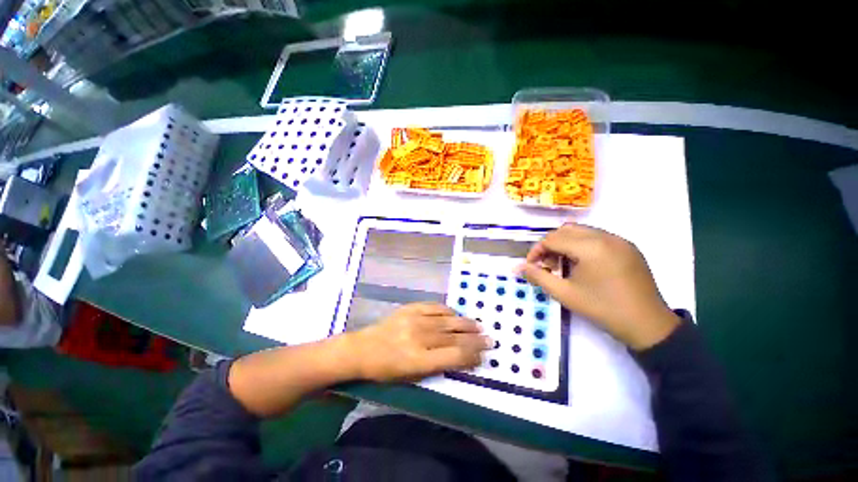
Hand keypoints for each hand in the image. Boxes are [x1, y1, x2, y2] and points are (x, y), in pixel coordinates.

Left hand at [347, 303, 491, 381]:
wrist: (362, 349)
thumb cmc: (386, 370)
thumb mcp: (410, 377)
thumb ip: (435, 367)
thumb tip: (459, 358)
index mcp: (418, 360)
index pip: (452, 357)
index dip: (471, 355)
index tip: (484, 354)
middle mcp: (419, 338)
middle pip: (453, 337)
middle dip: (474, 339)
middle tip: (489, 338)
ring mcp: (414, 320)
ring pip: (446, 321)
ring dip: (464, 323)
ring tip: (478, 325)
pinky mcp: (410, 308)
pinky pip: (433, 307)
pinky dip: (447, 310)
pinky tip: (455, 313)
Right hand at [517, 224, 679, 349]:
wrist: (648, 325)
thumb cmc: (602, 309)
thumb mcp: (564, 294)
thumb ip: (537, 276)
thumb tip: (517, 267)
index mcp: (590, 247)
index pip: (552, 239)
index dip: (536, 251)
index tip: (531, 266)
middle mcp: (605, 236)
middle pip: (565, 230)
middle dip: (550, 245)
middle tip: (546, 265)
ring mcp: (619, 240)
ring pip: (581, 231)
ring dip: (565, 243)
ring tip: (562, 264)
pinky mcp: (628, 247)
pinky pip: (597, 237)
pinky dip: (582, 245)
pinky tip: (582, 264)